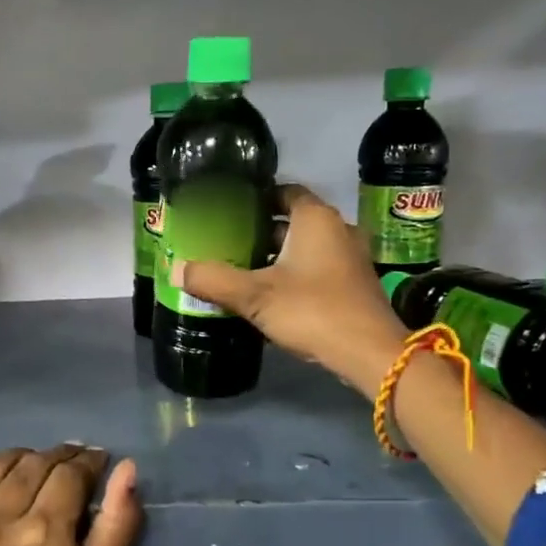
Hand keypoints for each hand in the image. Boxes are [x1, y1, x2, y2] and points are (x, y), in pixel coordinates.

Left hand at [0, 445, 141, 545]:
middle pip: (32, 463)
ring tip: (27, 474)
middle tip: (66, 467)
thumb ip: (119, 520)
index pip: (69, 472)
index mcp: (44, 533)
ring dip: (15, 462)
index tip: (94, 462)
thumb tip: (126, 467)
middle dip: (56, 458)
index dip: (87, 462)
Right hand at [176, 184, 406, 397]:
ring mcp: (350, 258)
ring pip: (304, 247)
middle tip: (225, 241)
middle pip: (291, 220)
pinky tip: (269, 293)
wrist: (369, 354)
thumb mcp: (254, 296)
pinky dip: (293, 273)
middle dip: (259, 230)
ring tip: (240, 267)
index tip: (228, 209)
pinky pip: (316, 268)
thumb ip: (213, 279)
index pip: (284, 191)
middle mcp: (337, 229)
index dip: (256, 197)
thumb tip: (176, 269)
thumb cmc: (312, 311)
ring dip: (276, 255)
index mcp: (315, 219)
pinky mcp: (353, 285)